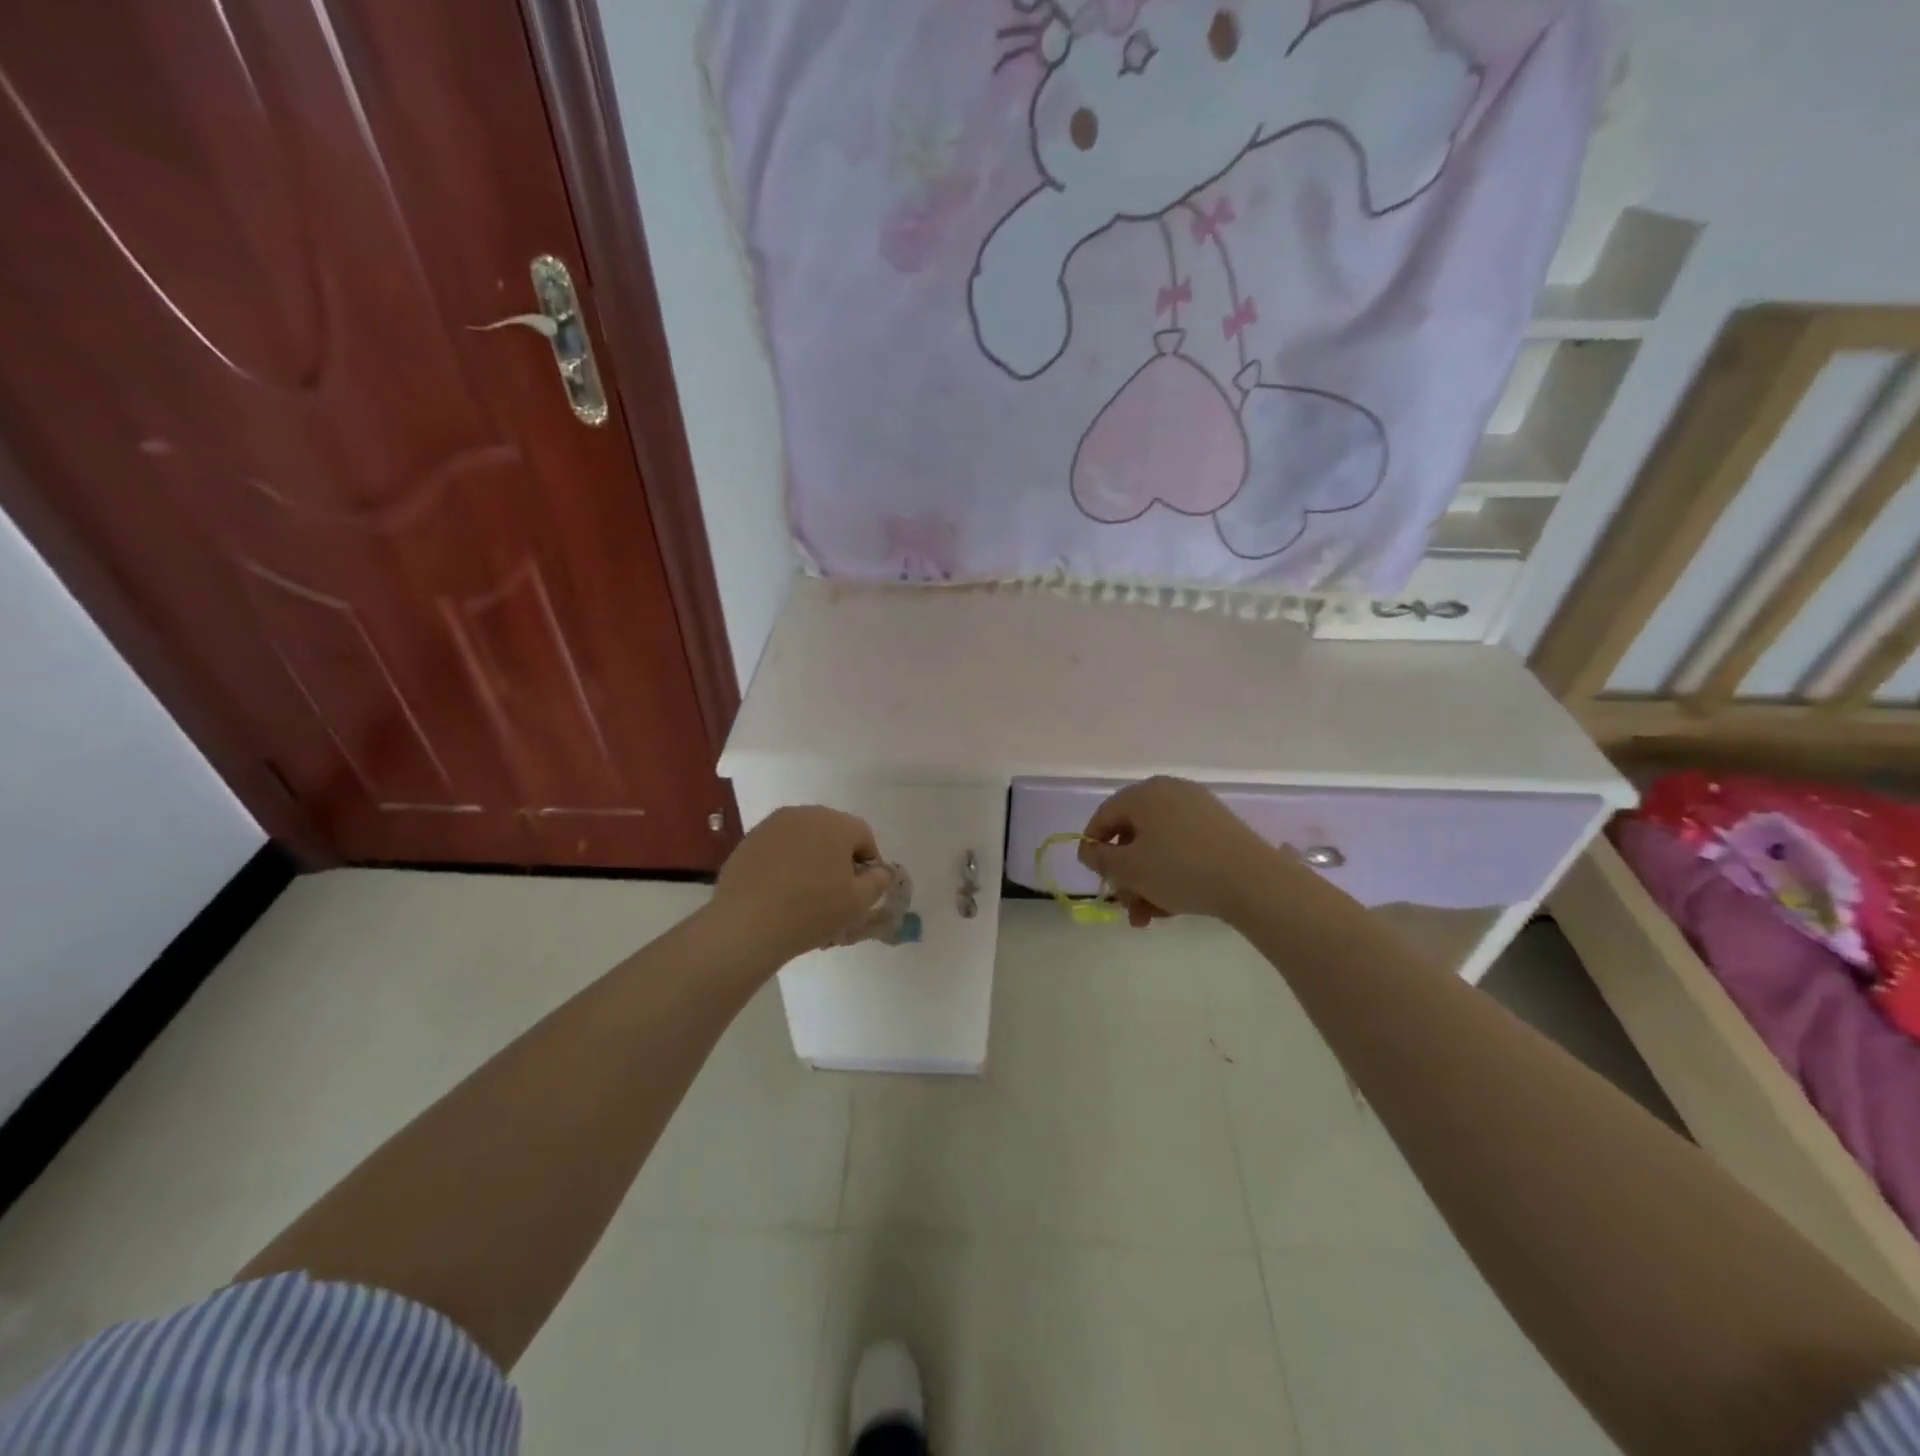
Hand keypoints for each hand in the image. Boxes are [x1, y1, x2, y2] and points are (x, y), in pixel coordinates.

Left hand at [712, 806, 895, 959]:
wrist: (747, 924)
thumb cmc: (811, 911)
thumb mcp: (858, 903)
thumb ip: (879, 881)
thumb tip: (882, 871)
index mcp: (836, 823)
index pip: (864, 836)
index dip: (868, 863)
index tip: (860, 890)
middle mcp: (805, 814)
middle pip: (833, 832)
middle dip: (838, 857)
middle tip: (834, 892)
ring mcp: (773, 825)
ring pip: (804, 838)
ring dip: (811, 858)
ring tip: (804, 892)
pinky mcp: (749, 840)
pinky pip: (778, 847)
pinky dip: (785, 863)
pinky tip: (779, 891)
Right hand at [1077, 776, 1289, 925]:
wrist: (1253, 881)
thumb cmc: (1179, 870)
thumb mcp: (1129, 869)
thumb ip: (1100, 859)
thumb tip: (1087, 849)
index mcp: (1143, 794)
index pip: (1104, 815)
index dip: (1094, 847)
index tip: (1097, 877)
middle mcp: (1169, 792)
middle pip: (1133, 834)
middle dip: (1125, 874)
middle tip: (1126, 906)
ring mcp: (1198, 808)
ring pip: (1158, 846)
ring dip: (1147, 881)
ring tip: (1149, 917)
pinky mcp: (1220, 828)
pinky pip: (1183, 848)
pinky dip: (1172, 873)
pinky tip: (1174, 906)